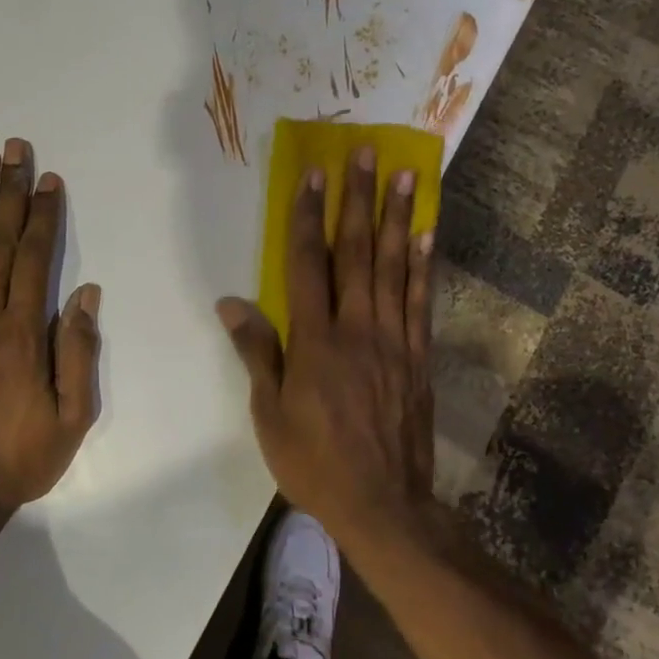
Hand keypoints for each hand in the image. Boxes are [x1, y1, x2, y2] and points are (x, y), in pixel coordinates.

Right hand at [216, 147, 434, 537]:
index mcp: (315, 341)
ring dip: (397, 218)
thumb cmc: (314, 462)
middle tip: (369, 154)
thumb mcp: (270, 413)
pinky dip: (423, 265)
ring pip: (393, 267)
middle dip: (359, 200)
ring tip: (406, 176)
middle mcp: (357, 329)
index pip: (308, 264)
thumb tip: (232, 302)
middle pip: (356, 252)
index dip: (309, 216)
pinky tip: (426, 235)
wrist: (383, 504)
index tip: (316, 175)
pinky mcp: (418, 357)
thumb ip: (256, 352)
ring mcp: (394, 341)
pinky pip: (421, 302)